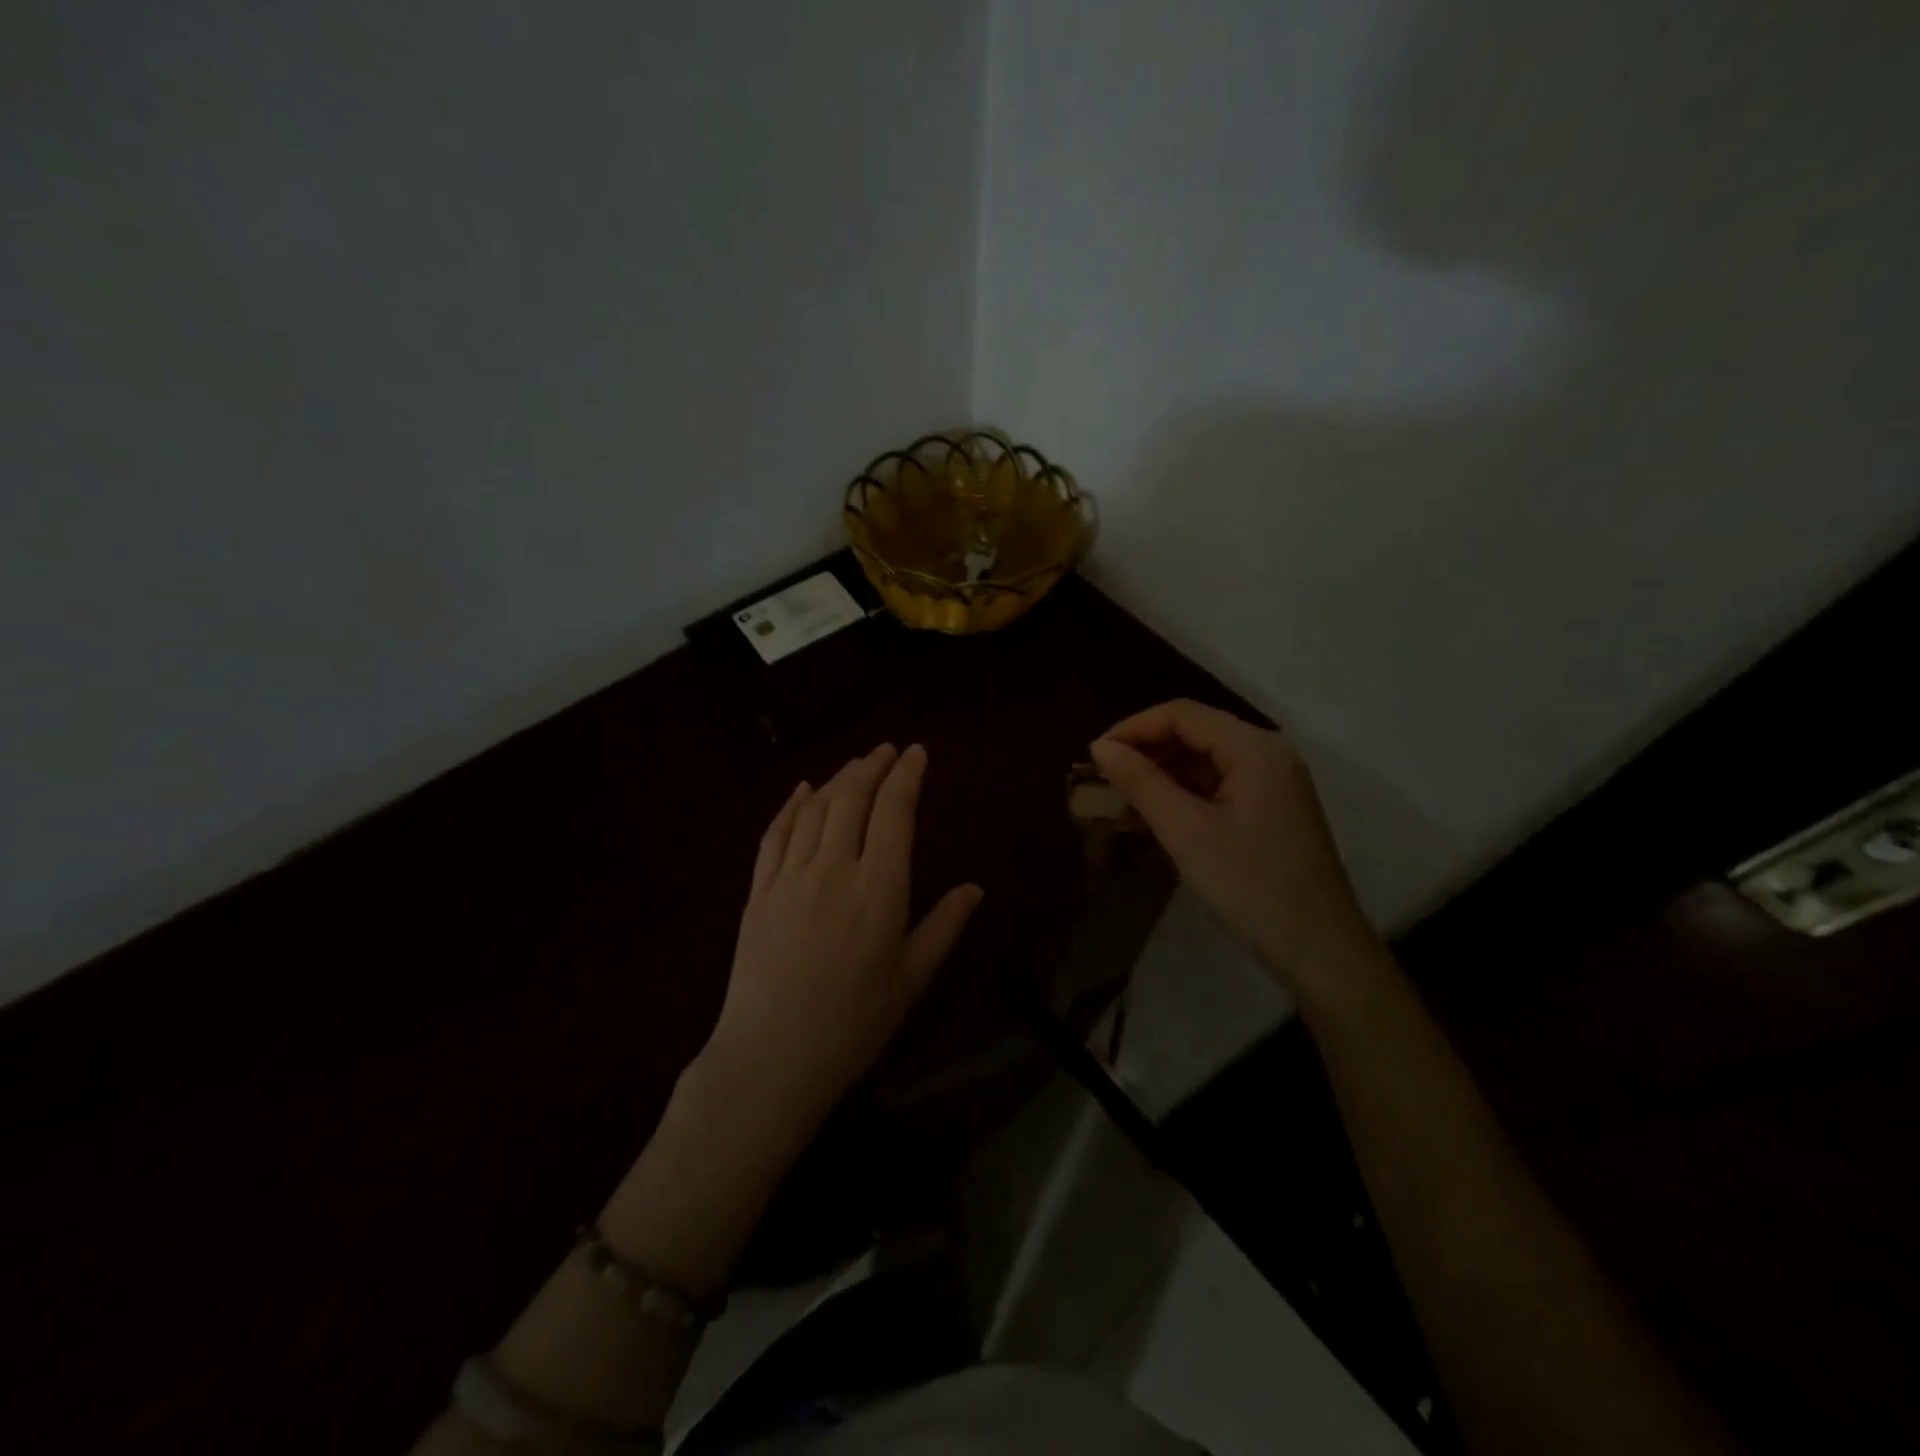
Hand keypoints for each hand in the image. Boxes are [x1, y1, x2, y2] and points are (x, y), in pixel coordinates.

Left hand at [703, 743, 982, 1132]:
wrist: (770, 1058)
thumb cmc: (852, 1024)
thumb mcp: (910, 980)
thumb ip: (943, 927)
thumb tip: (975, 888)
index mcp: (879, 889)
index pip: (894, 812)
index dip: (907, 775)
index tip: (916, 752)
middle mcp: (833, 869)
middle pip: (852, 798)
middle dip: (872, 766)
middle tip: (887, 750)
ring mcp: (789, 877)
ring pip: (814, 808)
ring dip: (837, 778)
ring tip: (855, 765)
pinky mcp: (757, 891)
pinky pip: (774, 833)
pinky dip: (791, 805)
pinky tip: (803, 790)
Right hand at [1091, 700, 1382, 997]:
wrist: (1318, 949)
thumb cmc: (1249, 884)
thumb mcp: (1186, 831)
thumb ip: (1141, 782)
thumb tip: (1101, 748)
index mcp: (1254, 748)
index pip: (1182, 714)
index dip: (1133, 728)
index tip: (1094, 756)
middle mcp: (1267, 755)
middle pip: (1195, 734)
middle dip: (1145, 752)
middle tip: (1103, 779)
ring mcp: (1272, 784)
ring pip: (1204, 762)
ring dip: (1160, 776)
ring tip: (1118, 799)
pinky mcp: (1270, 812)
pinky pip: (1217, 788)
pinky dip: (1182, 796)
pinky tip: (1150, 817)